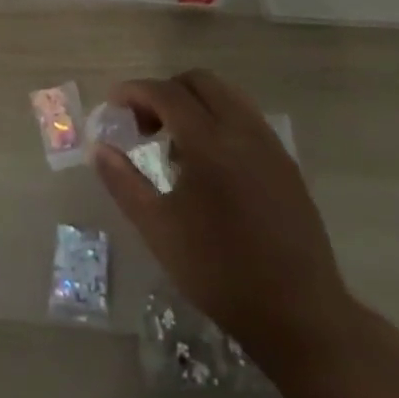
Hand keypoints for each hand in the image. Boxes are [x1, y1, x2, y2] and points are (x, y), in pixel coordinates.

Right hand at [93, 69, 355, 375]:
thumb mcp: (158, 229)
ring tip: (174, 147)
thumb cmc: (219, 272)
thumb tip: (99, 149)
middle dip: (165, 92)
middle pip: (201, 82)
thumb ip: (123, 182)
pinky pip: (248, 121)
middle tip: (144, 125)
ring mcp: (271, 147)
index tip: (113, 106)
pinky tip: (209, 167)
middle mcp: (244, 132)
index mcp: (210, 143)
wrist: (299, 315)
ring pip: (229, 97)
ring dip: (195, 105)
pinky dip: (220, 123)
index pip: (166, 93)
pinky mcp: (287, 166)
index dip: (135, 91)